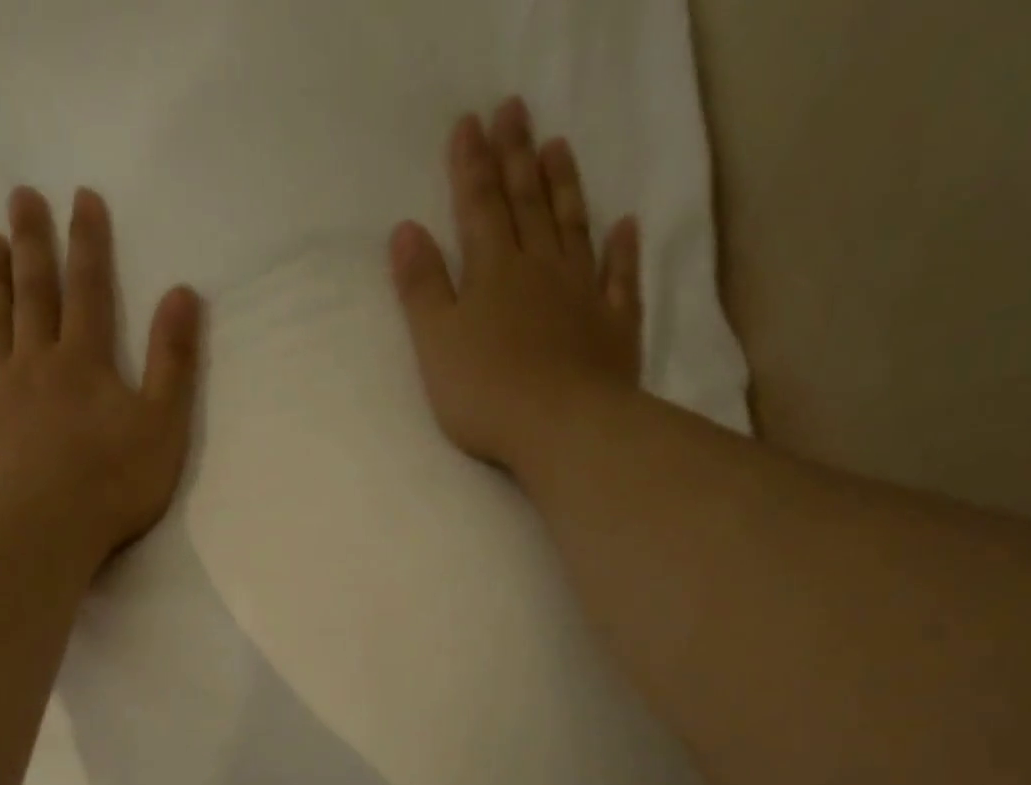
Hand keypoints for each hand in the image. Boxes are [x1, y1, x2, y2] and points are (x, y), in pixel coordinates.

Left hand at [0, 186, 202, 569]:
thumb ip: (173, 359)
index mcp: (87, 363)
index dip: (89, 243)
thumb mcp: (165, 424)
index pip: (90, 291)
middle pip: (35, 295)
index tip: (82, 197)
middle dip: (32, 244)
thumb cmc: (116, 481)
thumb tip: (183, 292)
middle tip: (21, 196)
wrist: (51, 527)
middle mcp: (38, 363)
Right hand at [390, 97, 641, 483]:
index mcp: (493, 273)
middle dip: (516, 156)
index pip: (478, 207)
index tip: (469, 122)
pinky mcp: (614, 326)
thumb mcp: (436, 344)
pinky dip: (622, 250)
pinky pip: (620, 277)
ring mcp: (582, 294)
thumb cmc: (486, 392)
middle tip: (514, 109)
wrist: (562, 427)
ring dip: (564, 187)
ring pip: (572, 228)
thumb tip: (406, 231)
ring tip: (558, 147)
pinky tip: (624, 225)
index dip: (471, 166)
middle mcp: (540, 270)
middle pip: (526, 204)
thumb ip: (421, 289)